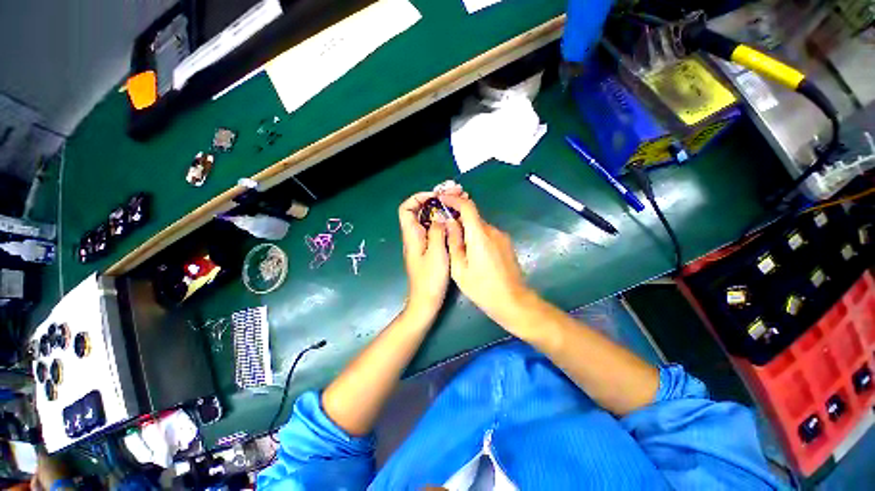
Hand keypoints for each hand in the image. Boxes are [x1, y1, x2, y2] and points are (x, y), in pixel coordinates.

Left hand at [398, 192, 450, 320]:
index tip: (436, 197)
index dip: (418, 198)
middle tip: (454, 194)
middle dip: (435, 200)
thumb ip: (436, 231)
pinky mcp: (429, 249)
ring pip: (429, 220)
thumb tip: (439, 216)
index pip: (406, 208)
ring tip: (459, 203)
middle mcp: (414, 236)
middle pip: (420, 211)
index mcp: (412, 235)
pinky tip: (457, 221)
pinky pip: (434, 230)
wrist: (426, 301)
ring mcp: (422, 243)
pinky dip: (444, 222)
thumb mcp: (436, 252)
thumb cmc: (430, 279)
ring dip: (442, 210)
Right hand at [441, 195, 534, 332]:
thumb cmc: (482, 288)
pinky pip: (487, 234)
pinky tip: (471, 251)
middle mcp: (493, 231)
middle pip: (473, 216)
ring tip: (456, 242)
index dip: (453, 199)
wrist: (513, 301)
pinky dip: (476, 235)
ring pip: (480, 226)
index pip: (467, 207)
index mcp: (479, 235)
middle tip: (444, 225)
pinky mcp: (506, 244)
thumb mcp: (459, 268)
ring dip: (467, 228)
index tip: (441, 198)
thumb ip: (453, 242)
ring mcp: (502, 237)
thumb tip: (449, 222)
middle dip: (458, 217)